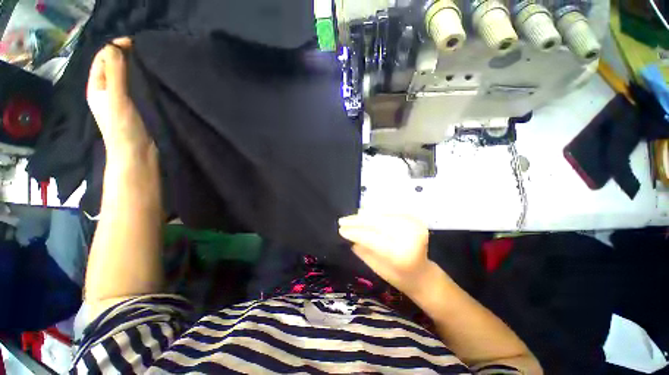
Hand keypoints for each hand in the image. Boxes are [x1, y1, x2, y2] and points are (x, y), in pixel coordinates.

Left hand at [87, 37, 152, 156]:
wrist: (138, 155)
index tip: (134, 43)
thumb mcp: (116, 98)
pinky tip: (154, 80)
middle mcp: (107, 91)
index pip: (102, 59)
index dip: (115, 48)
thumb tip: (114, 46)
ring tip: (150, 64)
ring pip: (127, 77)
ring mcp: (122, 100)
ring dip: (136, 69)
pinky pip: (138, 88)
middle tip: (145, 53)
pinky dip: (144, 81)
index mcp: (97, 87)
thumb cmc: (123, 128)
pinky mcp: (137, 108)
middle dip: (126, 57)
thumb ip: (115, 73)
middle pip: (115, 67)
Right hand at [339, 212, 430, 295]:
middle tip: (342, 221)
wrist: (423, 274)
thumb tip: (348, 234)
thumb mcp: (378, 268)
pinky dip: (375, 214)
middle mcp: (409, 237)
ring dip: (364, 216)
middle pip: (377, 223)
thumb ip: (363, 250)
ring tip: (351, 218)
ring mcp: (414, 226)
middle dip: (357, 221)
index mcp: (401, 255)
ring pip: (382, 215)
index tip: (340, 230)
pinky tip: (363, 214)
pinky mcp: (414, 220)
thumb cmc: (399, 277)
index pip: (372, 238)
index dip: (355, 232)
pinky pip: (389, 213)